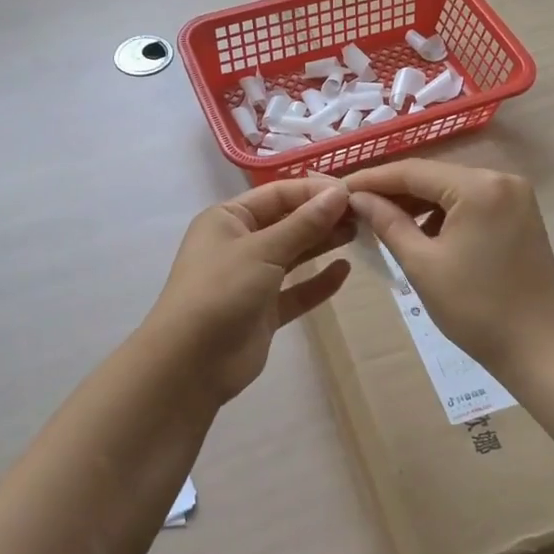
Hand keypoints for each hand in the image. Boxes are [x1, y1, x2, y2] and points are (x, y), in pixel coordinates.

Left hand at [144, 177, 354, 404]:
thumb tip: (338, 193)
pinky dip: (318, 282)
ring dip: (323, 244)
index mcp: (228, 219)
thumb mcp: (263, 250)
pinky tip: (344, 271)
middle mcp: (239, 243)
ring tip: (359, 234)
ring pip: (293, 255)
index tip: (351, 192)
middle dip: (322, 216)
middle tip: (363, 214)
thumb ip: (304, 223)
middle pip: (287, 222)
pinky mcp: (263, 311)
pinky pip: (296, 290)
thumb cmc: (221, 290)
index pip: (277, 194)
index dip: (313, 191)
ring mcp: (251, 279)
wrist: (191, 363)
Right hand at [345, 160, 553, 378]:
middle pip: (434, 176)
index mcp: (479, 187)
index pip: (413, 171)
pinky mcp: (522, 215)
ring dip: (418, 203)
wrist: (538, 349)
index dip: (372, 179)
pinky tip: (422, 232)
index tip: (339, 189)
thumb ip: (387, 223)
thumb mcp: (421, 264)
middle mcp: (502, 179)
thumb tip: (358, 198)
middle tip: (356, 205)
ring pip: (453, 189)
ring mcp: (516, 196)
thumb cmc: (475, 308)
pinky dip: (445, 213)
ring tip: (382, 220)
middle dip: (394, 191)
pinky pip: (472, 202)